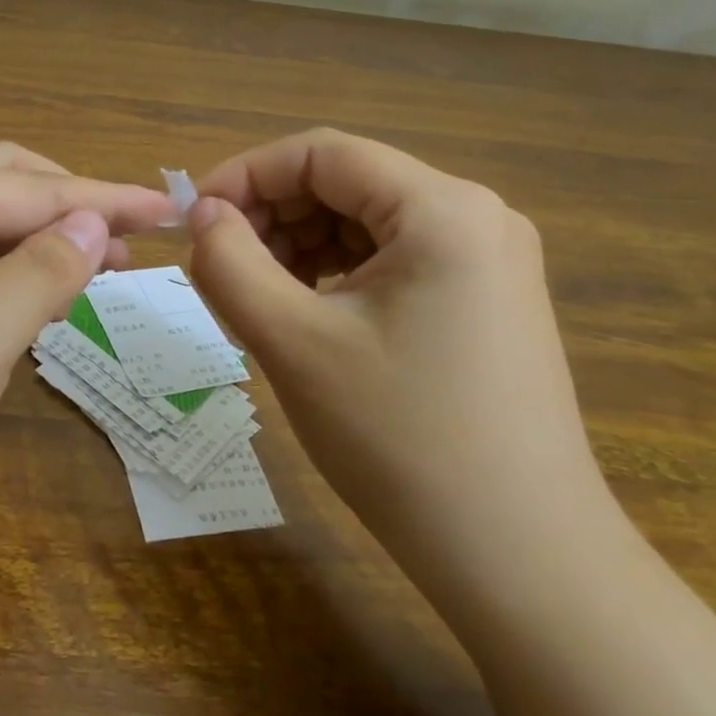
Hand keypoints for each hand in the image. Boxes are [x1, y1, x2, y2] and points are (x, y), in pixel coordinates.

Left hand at [0, 143, 177, 555]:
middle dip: (70, 203)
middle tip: (130, 239)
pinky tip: (26, 303)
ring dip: (37, 240)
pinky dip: (2, 277)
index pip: (36, 188)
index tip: (173, 212)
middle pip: (2, 186)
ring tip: (93, 270)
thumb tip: (91, 219)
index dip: (108, 197)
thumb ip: (40, 272)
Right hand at [187, 129, 620, 603]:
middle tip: (218, 266)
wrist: (522, 561)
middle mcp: (476, 217)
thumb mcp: (293, 342)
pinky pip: (392, 261)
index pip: (321, 154)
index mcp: (442, 208)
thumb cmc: (401, 440)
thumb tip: (202, 213)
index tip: (193, 220)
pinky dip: (335, 274)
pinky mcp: (484, 302)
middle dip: (271, 214)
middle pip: (346, 183)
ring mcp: (488, 261)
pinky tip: (306, 315)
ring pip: (365, 223)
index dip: (245, 175)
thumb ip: (229, 262)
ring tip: (256, 297)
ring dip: (298, 245)